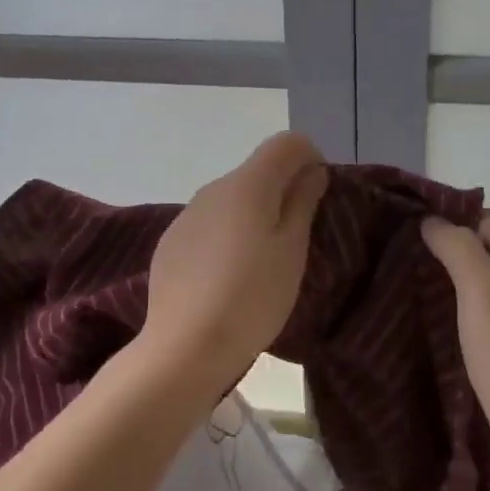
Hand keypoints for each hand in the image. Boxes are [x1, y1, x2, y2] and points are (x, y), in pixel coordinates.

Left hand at [144, 132, 327, 395]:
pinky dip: (227, 236)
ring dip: (254, 216)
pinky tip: (228, 278)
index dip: (309, 159)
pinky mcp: (171, 243)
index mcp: (247, 184)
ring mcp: (187, 215)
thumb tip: (311, 170)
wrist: (185, 346)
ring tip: (262, 264)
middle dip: (283, 192)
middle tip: (297, 239)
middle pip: (258, 172)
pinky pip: (210, 225)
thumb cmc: (252, 296)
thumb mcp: (292, 250)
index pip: (286, 143)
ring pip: (233, 200)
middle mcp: (214, 188)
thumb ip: (303, 202)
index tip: (318, 197)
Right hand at [422, 208, 489, 463]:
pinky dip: (477, 284)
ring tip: (433, 273)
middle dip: (465, 235)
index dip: (459, 217)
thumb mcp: (477, 290)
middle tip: (428, 251)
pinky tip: (454, 302)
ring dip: (469, 260)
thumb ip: (457, 247)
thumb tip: (432, 221)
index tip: (423, 233)